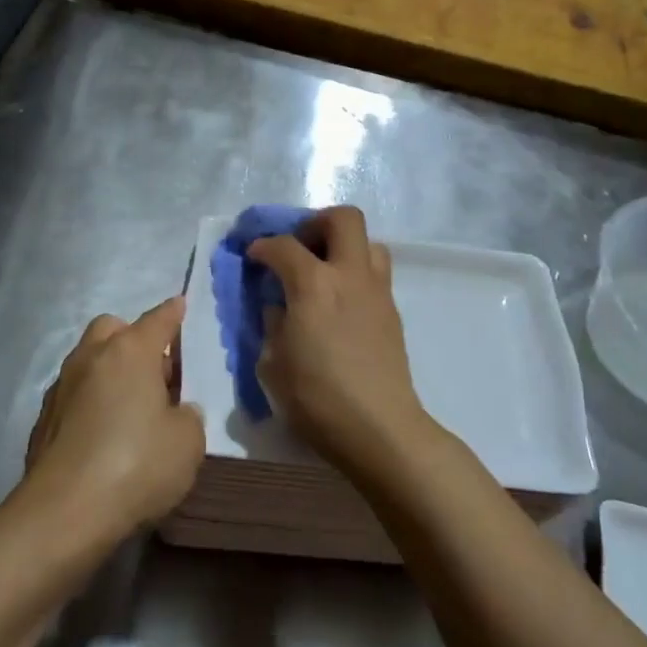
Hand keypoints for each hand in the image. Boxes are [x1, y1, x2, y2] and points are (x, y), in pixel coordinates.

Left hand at [24, 297, 205, 535]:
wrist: (63, 513)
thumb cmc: (136, 465)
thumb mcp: (187, 443)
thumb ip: (187, 416)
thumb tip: (175, 411)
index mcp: (130, 351)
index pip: (158, 320)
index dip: (173, 313)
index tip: (180, 305)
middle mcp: (91, 357)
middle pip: (113, 329)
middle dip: (133, 338)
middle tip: (155, 372)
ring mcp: (61, 387)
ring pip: (89, 361)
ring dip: (109, 371)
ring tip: (130, 406)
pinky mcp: (43, 420)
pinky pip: (74, 396)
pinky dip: (90, 403)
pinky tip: (102, 434)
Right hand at [248, 206, 428, 473]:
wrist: (378, 428)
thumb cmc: (316, 398)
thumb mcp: (272, 364)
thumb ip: (272, 325)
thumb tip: (279, 308)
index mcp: (313, 284)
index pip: (283, 245)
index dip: (263, 246)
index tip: (254, 256)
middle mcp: (349, 275)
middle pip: (342, 219)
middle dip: (316, 223)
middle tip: (299, 247)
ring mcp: (376, 291)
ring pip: (369, 242)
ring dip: (343, 246)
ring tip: (324, 272)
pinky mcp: (392, 311)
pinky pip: (376, 273)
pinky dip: (355, 274)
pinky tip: (340, 304)